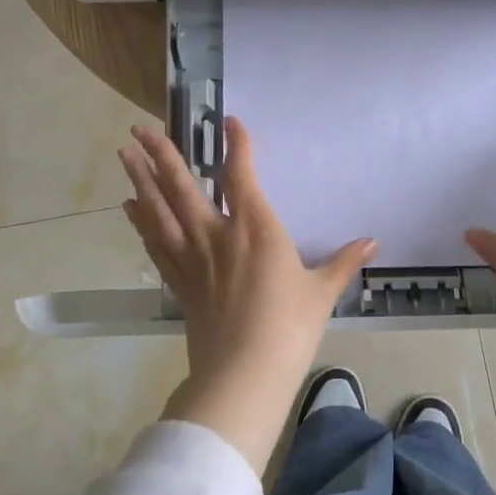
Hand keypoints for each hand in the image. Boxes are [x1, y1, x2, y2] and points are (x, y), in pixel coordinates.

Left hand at [119, 118, 376, 468]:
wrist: (244, 373)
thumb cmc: (289, 328)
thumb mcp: (322, 292)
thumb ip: (343, 262)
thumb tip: (372, 243)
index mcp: (256, 228)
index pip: (242, 175)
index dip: (237, 145)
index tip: (230, 121)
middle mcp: (217, 233)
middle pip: (183, 185)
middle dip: (161, 153)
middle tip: (140, 129)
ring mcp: (192, 257)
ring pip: (159, 209)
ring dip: (140, 179)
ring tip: (123, 153)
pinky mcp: (178, 281)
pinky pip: (154, 243)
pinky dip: (140, 222)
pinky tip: (129, 206)